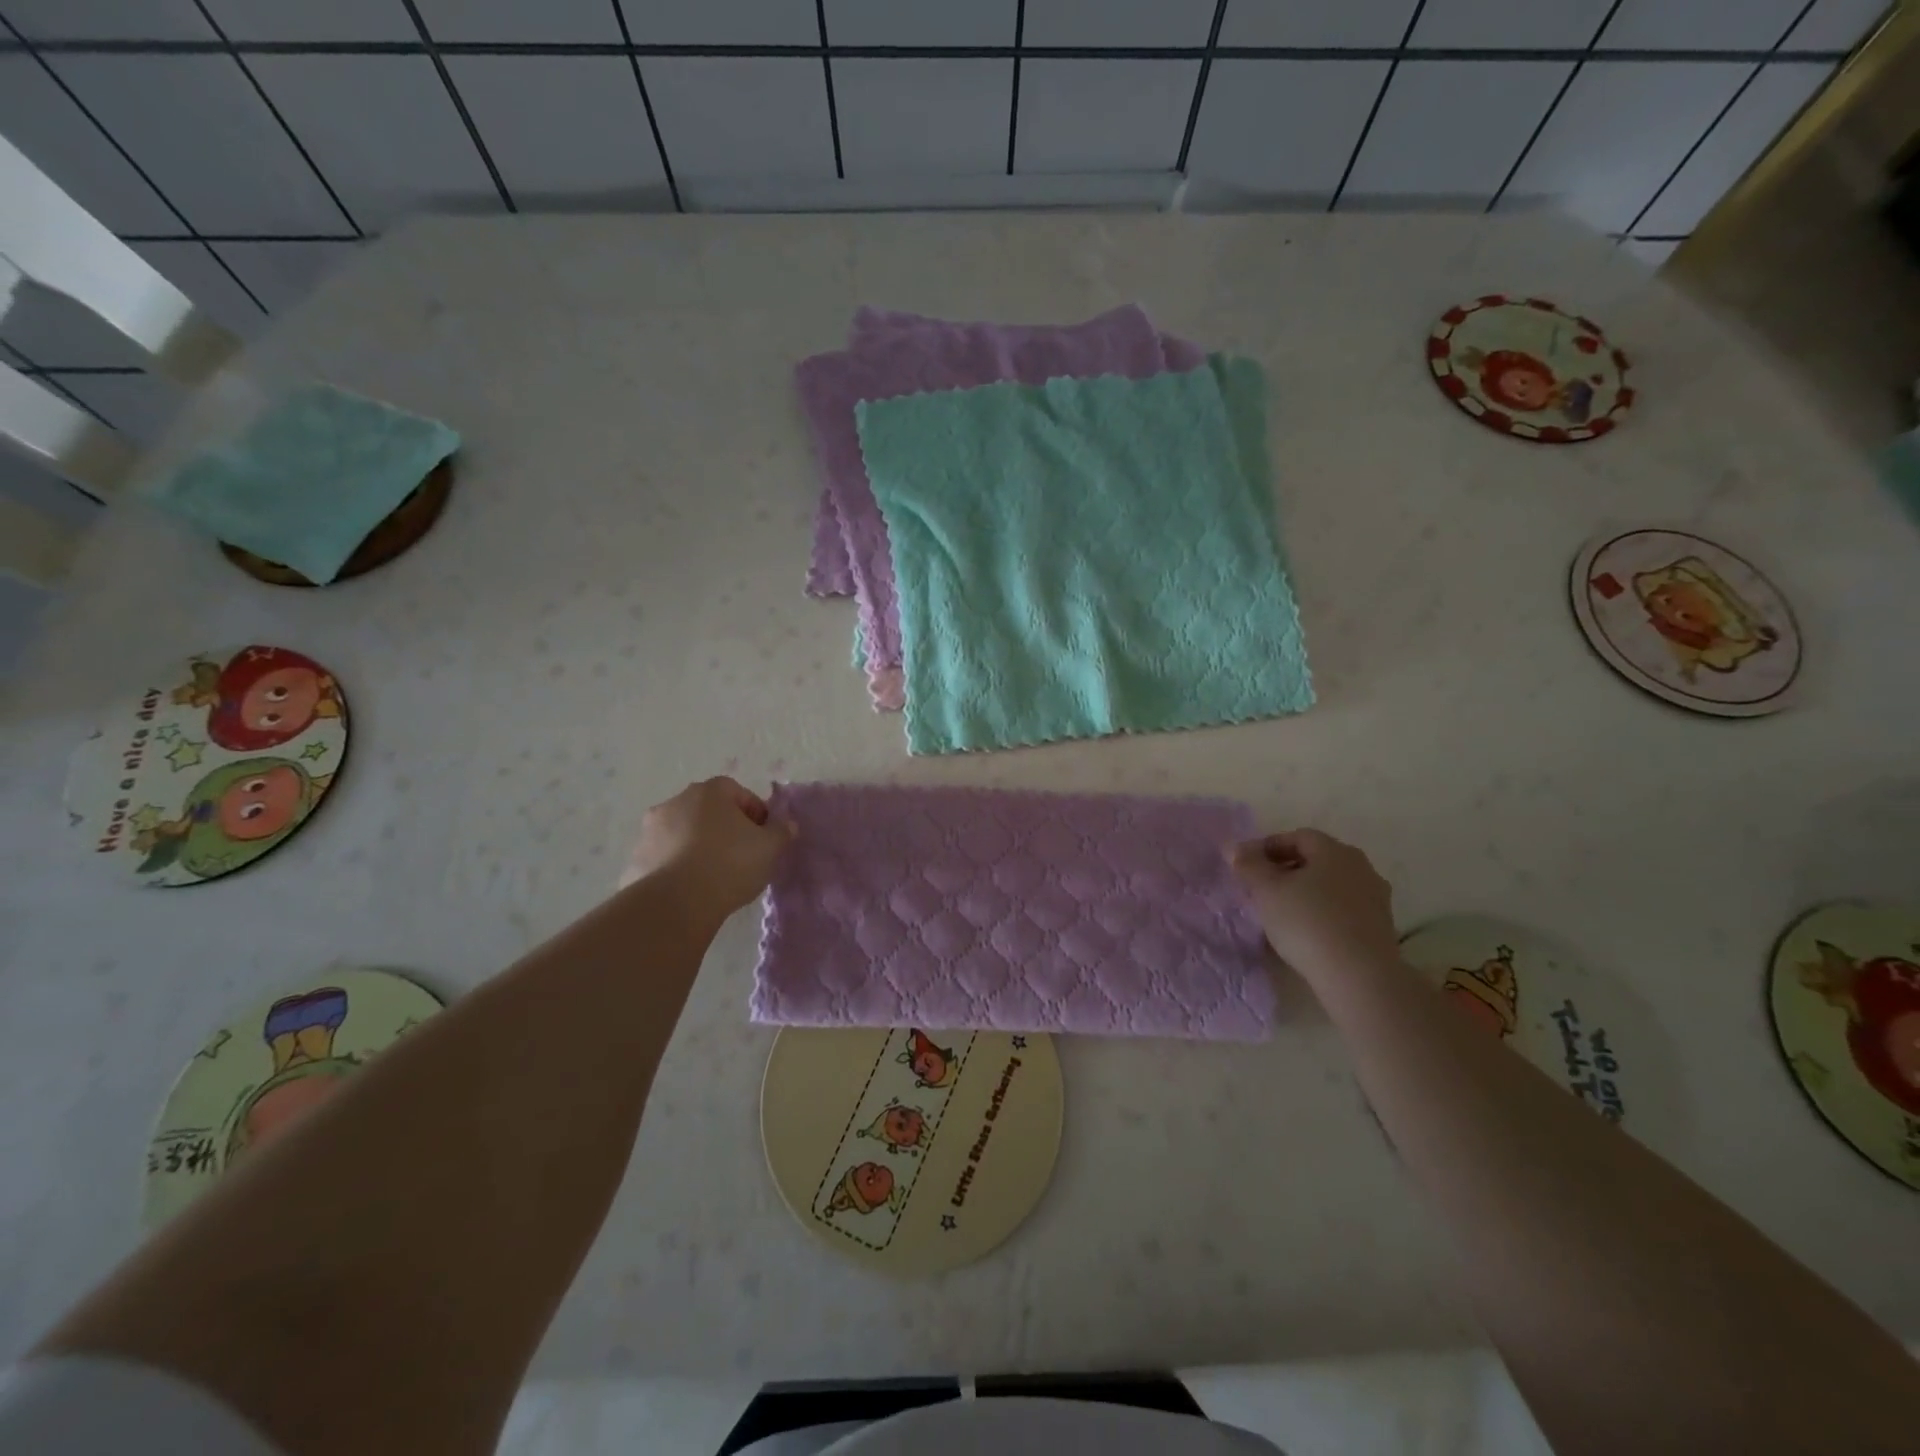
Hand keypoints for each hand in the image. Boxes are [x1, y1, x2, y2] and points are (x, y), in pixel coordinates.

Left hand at [622, 777, 795, 923]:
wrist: (676, 903)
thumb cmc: (729, 864)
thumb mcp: (770, 848)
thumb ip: (781, 831)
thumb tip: (786, 824)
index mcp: (709, 792)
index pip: (738, 792)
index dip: (754, 813)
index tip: (763, 837)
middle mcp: (675, 802)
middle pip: (707, 810)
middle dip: (724, 827)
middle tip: (741, 854)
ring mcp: (650, 830)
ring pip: (683, 833)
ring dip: (697, 846)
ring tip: (714, 875)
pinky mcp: (636, 859)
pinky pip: (664, 857)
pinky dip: (677, 866)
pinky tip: (690, 889)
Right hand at [1228, 829, 1398, 980]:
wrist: (1359, 977)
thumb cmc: (1307, 923)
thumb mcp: (1266, 891)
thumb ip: (1248, 865)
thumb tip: (1233, 847)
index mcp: (1334, 850)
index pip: (1297, 836)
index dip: (1268, 847)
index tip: (1247, 866)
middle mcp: (1360, 867)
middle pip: (1317, 859)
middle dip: (1287, 869)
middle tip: (1262, 888)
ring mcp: (1376, 897)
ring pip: (1331, 885)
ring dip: (1306, 892)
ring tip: (1281, 912)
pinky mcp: (1381, 927)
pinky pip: (1343, 909)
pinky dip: (1322, 912)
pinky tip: (1306, 932)